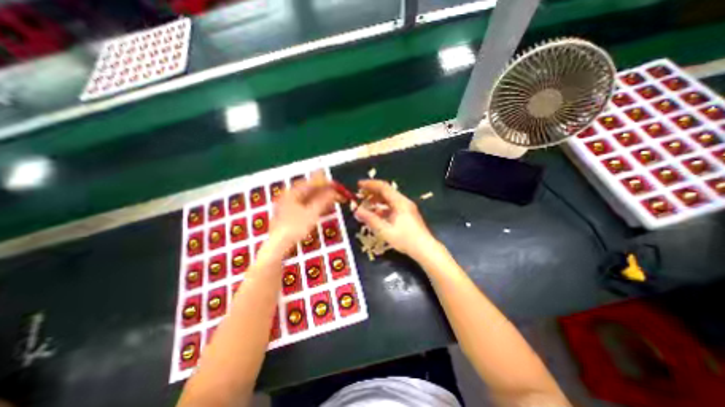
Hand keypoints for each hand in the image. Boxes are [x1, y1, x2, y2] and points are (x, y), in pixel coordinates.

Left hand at [268, 169, 340, 250]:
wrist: (278, 244)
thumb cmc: (295, 227)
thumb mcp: (312, 213)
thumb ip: (323, 200)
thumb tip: (333, 191)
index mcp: (293, 192)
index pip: (312, 182)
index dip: (326, 183)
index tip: (337, 185)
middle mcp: (289, 195)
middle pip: (310, 188)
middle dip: (324, 189)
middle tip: (337, 192)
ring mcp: (288, 204)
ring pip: (308, 196)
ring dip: (321, 196)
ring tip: (332, 198)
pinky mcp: (290, 212)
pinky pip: (305, 203)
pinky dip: (315, 203)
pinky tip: (322, 206)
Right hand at [355, 179, 438, 259]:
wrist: (425, 249)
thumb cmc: (406, 239)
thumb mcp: (385, 230)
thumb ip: (370, 219)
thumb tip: (356, 210)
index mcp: (399, 202)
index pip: (383, 187)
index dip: (370, 184)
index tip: (359, 185)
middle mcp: (404, 202)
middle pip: (386, 192)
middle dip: (372, 192)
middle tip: (360, 195)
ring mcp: (407, 208)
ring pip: (389, 199)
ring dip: (377, 201)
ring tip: (366, 205)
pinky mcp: (408, 215)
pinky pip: (393, 206)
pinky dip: (383, 208)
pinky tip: (376, 215)